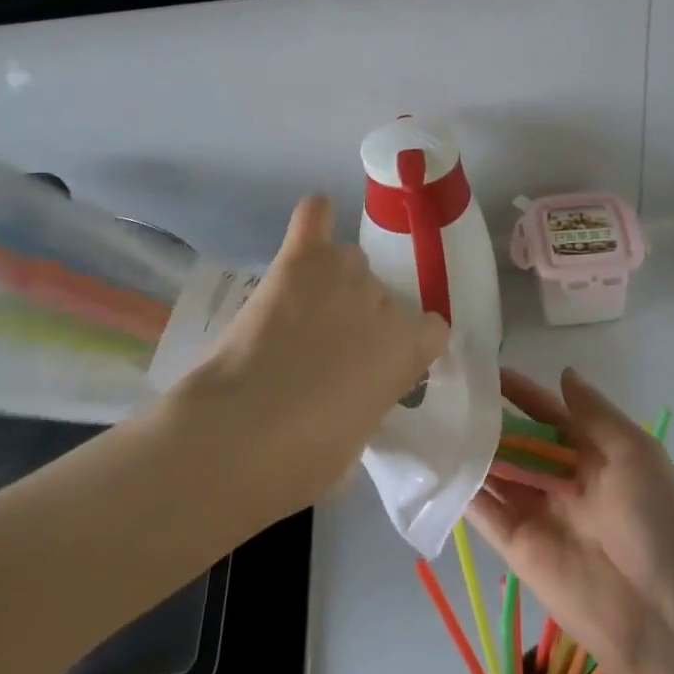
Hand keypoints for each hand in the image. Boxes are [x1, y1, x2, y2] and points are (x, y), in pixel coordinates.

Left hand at [188, 195, 448, 521]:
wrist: (241, 434)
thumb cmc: (304, 457)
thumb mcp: (360, 439)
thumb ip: (372, 398)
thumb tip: (357, 391)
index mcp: (408, 347)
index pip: (432, 331)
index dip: (408, 349)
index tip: (384, 370)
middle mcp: (384, 300)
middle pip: (384, 298)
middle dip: (363, 322)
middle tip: (328, 353)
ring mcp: (343, 272)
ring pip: (350, 264)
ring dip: (336, 285)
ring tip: (302, 313)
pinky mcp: (300, 259)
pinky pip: (315, 216)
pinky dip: (316, 220)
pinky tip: (311, 230)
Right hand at [466, 368, 673, 673]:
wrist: (658, 614)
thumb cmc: (653, 520)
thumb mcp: (634, 452)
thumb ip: (594, 413)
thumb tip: (563, 372)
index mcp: (590, 453)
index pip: (547, 413)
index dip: (520, 392)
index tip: (487, 369)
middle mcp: (558, 478)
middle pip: (516, 441)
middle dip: (488, 418)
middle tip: (448, 391)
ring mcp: (535, 511)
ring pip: (495, 471)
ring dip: (470, 448)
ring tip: (432, 418)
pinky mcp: (515, 546)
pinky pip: (484, 511)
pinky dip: (462, 488)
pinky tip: (436, 463)